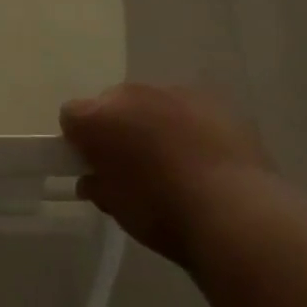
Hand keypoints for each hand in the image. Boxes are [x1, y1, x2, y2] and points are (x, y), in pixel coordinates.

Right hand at [61, 84, 273, 268]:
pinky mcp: (210, 99)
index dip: (79, 140)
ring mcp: (173, 92)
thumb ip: (99, 186)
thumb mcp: (118, 209)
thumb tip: (91, 179)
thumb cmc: (163, 214)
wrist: (234, 211)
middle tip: (131, 164)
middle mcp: (132, 95)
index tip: (92, 165)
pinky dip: (187, 125)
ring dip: (153, 124)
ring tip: (173, 162)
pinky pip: (186, 108)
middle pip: (112, 103)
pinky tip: (203, 157)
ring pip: (151, 103)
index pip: (72, 115)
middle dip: (117, 127)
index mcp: (100, 118)